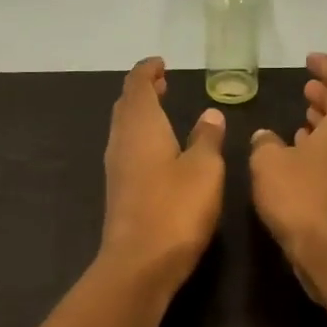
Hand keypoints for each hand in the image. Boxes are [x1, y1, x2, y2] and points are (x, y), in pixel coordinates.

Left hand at [100, 57, 226, 286]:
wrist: (140, 262)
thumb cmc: (175, 209)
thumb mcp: (204, 169)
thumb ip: (207, 138)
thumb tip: (210, 114)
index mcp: (141, 127)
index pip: (137, 86)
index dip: (147, 71)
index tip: (161, 63)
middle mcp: (122, 142)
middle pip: (126, 105)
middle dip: (142, 90)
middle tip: (162, 83)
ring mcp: (117, 168)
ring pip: (124, 128)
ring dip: (141, 114)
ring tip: (162, 110)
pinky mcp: (119, 191)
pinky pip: (128, 149)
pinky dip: (141, 137)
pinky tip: (159, 150)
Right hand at [249, 53, 326, 292]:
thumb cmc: (303, 197)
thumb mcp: (269, 163)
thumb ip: (264, 143)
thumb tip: (265, 137)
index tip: (309, 60)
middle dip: (326, 96)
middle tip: (306, 90)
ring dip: (325, 125)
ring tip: (302, 119)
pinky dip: (325, 150)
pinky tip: (303, 157)